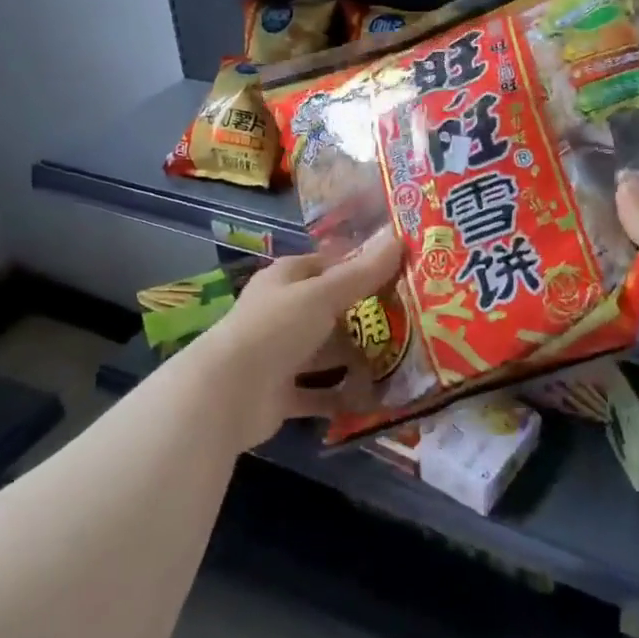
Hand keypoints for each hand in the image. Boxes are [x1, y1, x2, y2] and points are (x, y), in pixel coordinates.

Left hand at [185, 230, 404, 449]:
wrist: (228, 393)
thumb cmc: (276, 328)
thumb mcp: (323, 294)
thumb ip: (362, 273)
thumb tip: (399, 238)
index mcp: (284, 280)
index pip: (325, 265)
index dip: (358, 266)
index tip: (398, 273)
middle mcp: (280, 313)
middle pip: (328, 310)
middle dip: (364, 317)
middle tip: (410, 321)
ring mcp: (278, 355)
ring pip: (325, 353)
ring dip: (356, 359)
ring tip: (400, 361)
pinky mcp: (280, 394)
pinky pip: (318, 393)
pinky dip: (341, 396)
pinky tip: (374, 399)